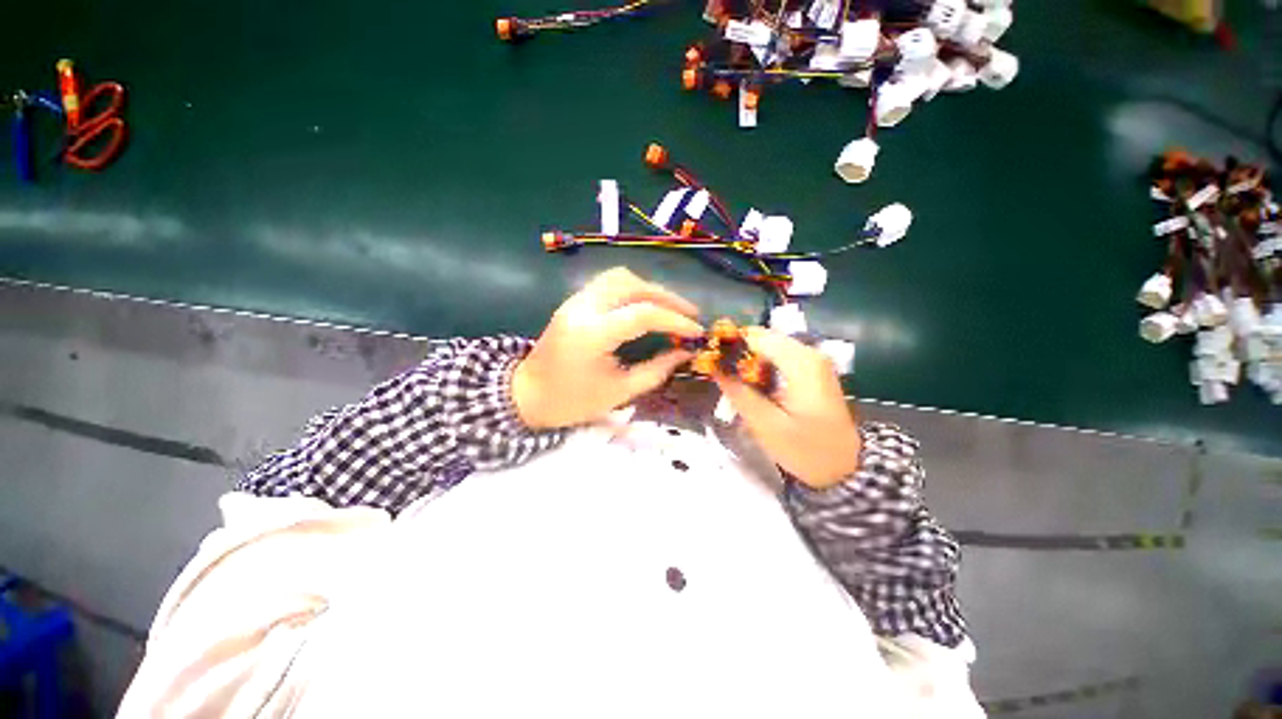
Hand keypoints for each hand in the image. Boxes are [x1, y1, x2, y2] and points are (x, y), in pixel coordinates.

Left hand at [513, 267, 703, 428]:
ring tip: (670, 308)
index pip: (642, 314)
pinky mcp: (574, 301)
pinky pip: (608, 283)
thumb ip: (656, 370)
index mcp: (591, 335)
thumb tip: (685, 353)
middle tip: (690, 314)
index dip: (675, 320)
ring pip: (619, 277)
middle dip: (667, 297)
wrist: (527, 395)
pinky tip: (646, 305)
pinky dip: (633, 289)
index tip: (697, 331)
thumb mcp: (619, 392)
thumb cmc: (572, 402)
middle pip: (632, 285)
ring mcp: (575, 301)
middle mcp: (582, 308)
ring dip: (649, 288)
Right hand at [712, 327, 860, 488]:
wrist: (844, 468)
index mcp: (801, 362)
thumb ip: (738, 392)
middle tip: (719, 374)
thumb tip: (713, 366)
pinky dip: (760, 366)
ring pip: (769, 346)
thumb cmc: (806, 450)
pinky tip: (752, 386)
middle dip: (737, 352)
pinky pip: (778, 356)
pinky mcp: (812, 369)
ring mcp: (813, 360)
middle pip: (762, 338)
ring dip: (747, 360)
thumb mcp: (766, 425)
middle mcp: (809, 353)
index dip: (729, 344)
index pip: (756, 336)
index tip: (709, 359)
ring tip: (732, 382)